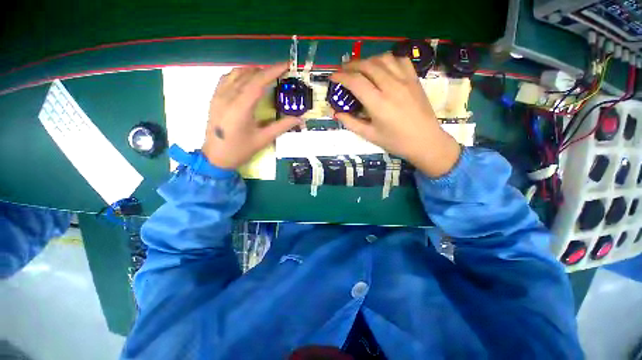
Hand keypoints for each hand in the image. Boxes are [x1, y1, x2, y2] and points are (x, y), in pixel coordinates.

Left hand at [202, 62, 300, 168]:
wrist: (215, 158)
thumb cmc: (240, 150)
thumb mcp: (263, 139)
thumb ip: (282, 126)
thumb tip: (299, 119)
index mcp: (240, 107)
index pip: (258, 82)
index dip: (273, 71)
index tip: (286, 65)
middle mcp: (227, 97)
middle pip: (248, 75)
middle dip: (266, 70)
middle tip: (281, 72)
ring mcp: (218, 96)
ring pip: (236, 73)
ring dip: (253, 71)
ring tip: (267, 75)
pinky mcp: (214, 98)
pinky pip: (227, 78)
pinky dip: (239, 75)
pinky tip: (247, 80)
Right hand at [331, 53, 460, 176]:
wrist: (425, 141)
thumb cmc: (395, 142)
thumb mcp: (370, 136)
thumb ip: (351, 123)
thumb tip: (336, 113)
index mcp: (378, 103)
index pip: (356, 82)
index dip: (341, 77)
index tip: (333, 77)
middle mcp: (391, 87)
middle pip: (368, 65)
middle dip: (351, 65)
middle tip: (343, 71)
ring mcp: (405, 80)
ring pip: (383, 58)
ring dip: (368, 60)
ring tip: (360, 68)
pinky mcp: (414, 79)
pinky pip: (400, 60)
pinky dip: (387, 59)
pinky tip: (382, 67)